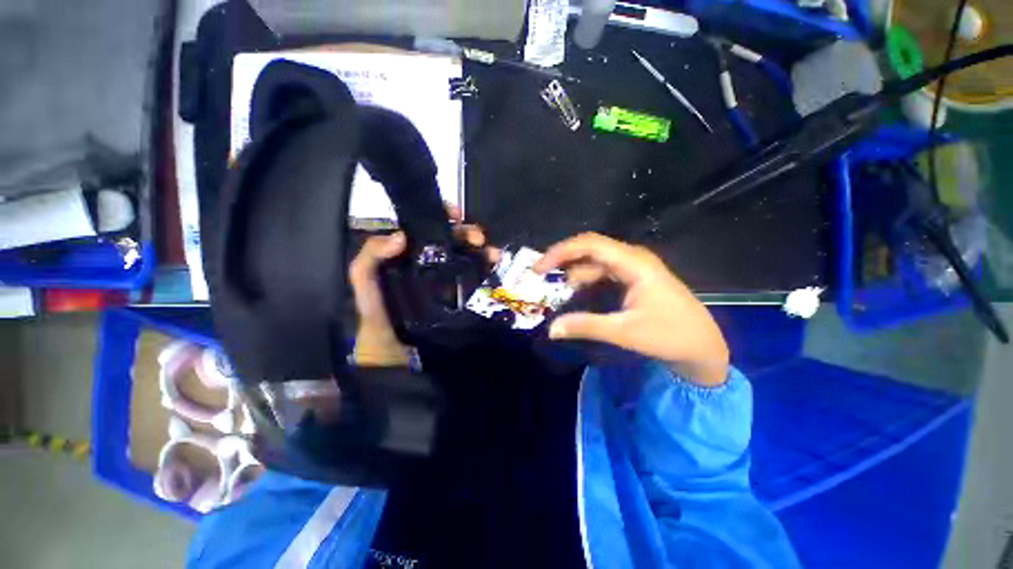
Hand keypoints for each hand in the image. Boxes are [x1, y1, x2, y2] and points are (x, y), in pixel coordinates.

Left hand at [349, 205, 496, 365]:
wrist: (394, 351)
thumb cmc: (378, 314)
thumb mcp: (365, 282)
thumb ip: (370, 256)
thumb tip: (401, 237)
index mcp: (408, 254)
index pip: (426, 228)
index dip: (441, 217)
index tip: (455, 215)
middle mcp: (428, 262)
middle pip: (451, 240)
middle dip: (466, 233)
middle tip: (477, 237)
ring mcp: (445, 279)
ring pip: (466, 256)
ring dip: (481, 249)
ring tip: (491, 252)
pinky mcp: (458, 295)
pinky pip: (473, 276)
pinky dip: (485, 267)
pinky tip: (493, 264)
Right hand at [535, 232, 728, 386]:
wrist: (703, 346)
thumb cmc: (670, 335)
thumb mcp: (625, 332)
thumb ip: (586, 326)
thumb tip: (551, 329)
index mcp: (634, 263)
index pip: (590, 244)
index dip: (561, 252)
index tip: (539, 268)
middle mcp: (632, 258)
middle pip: (590, 248)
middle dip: (562, 259)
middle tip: (539, 274)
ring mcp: (633, 267)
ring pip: (594, 261)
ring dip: (572, 270)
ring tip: (551, 284)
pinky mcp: (633, 278)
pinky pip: (602, 272)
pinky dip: (584, 279)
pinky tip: (573, 290)